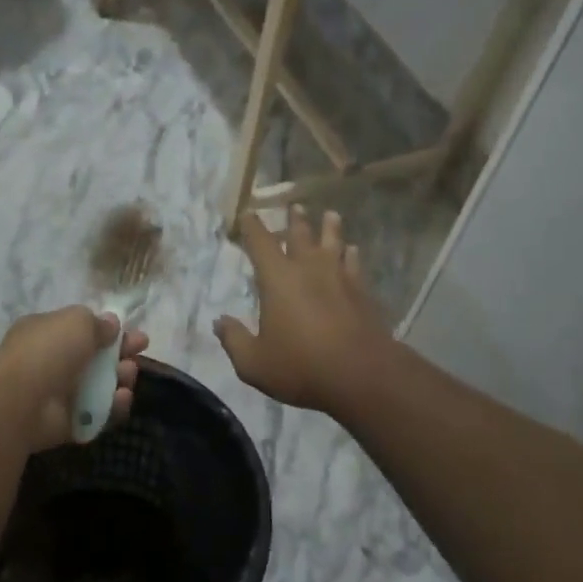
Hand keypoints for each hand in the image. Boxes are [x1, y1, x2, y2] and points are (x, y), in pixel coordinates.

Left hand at [0, 306, 148, 451]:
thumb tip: (111, 323)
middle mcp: (52, 362)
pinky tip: (122, 399)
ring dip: (120, 379)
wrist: (21, 400)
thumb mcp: (76, 321)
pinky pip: (97, 414)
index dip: (110, 331)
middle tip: (138, 354)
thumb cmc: (48, 351)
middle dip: (120, 355)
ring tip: (127, 375)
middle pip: (95, 358)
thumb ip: (97, 322)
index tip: (134, 334)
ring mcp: (59, 394)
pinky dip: (113, 407)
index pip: (82, 330)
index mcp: (47, 333)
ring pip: (99, 386)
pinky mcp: (67, 423)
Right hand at [215, 208, 391, 414]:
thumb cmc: (301, 366)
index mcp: (278, 279)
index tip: (247, 214)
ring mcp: (340, 278)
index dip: (252, 226)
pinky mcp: (362, 292)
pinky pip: (355, 264)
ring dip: (330, 228)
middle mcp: (309, 269)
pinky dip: (352, 254)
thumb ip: (234, 340)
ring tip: (330, 215)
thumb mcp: (254, 363)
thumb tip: (220, 322)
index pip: (260, 243)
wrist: (362, 375)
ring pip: (334, 243)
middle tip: (295, 206)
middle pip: (301, 235)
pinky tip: (353, 251)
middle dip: (294, 220)